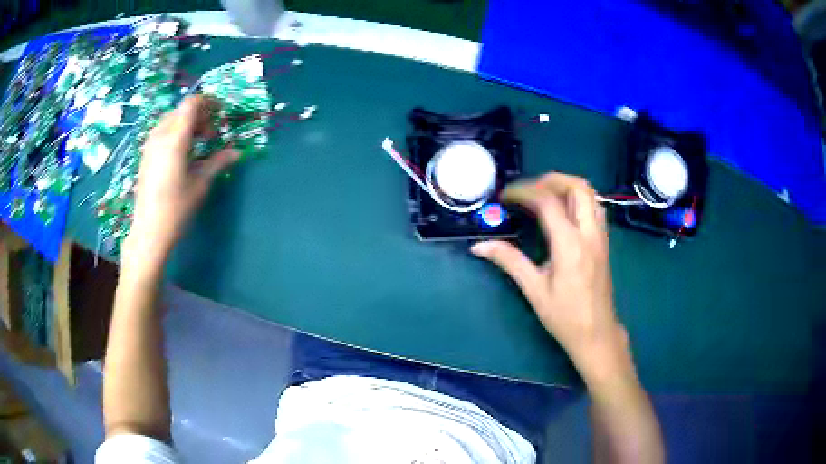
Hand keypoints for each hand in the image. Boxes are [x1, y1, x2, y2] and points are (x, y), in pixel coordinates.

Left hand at [122, 96, 238, 271]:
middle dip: (200, 116)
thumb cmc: (176, 208)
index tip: (221, 113)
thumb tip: (237, 151)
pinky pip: (162, 132)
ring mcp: (150, 145)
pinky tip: (182, 154)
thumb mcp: (200, 183)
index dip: (209, 102)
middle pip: (182, 110)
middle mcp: (160, 135)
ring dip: (187, 125)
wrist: (149, 231)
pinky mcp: (145, 155)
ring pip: (171, 120)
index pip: (191, 103)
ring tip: (198, 144)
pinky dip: (175, 133)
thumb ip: (218, 162)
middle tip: (211, 135)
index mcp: (175, 139)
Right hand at [471, 173, 632, 383]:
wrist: (597, 333)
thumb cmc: (565, 317)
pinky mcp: (603, 242)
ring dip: (567, 187)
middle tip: (528, 189)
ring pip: (590, 194)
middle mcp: (589, 233)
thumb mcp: (535, 290)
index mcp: (570, 244)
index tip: (504, 196)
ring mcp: (600, 236)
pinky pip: (595, 207)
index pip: (548, 202)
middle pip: (578, 187)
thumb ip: (509, 262)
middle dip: (551, 180)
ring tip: (543, 196)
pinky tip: (562, 213)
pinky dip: (577, 199)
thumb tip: (479, 246)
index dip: (524, 192)